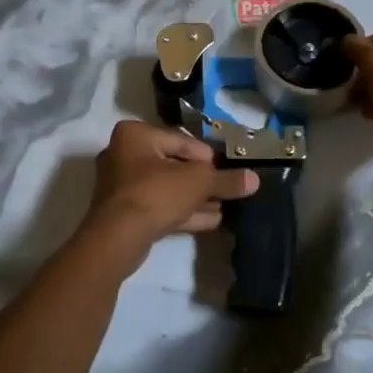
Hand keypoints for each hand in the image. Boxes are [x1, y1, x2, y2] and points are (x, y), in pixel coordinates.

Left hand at [86, 120, 258, 244]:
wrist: (118, 237)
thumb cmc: (156, 193)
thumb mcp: (198, 182)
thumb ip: (226, 180)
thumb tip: (255, 179)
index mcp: (135, 135)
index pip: (180, 140)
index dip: (206, 155)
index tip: (224, 168)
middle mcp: (123, 154)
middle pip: (172, 165)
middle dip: (200, 180)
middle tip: (224, 189)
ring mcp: (120, 186)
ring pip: (165, 188)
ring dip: (193, 198)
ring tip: (222, 208)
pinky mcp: (122, 213)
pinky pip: (157, 206)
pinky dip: (181, 211)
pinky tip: (210, 221)